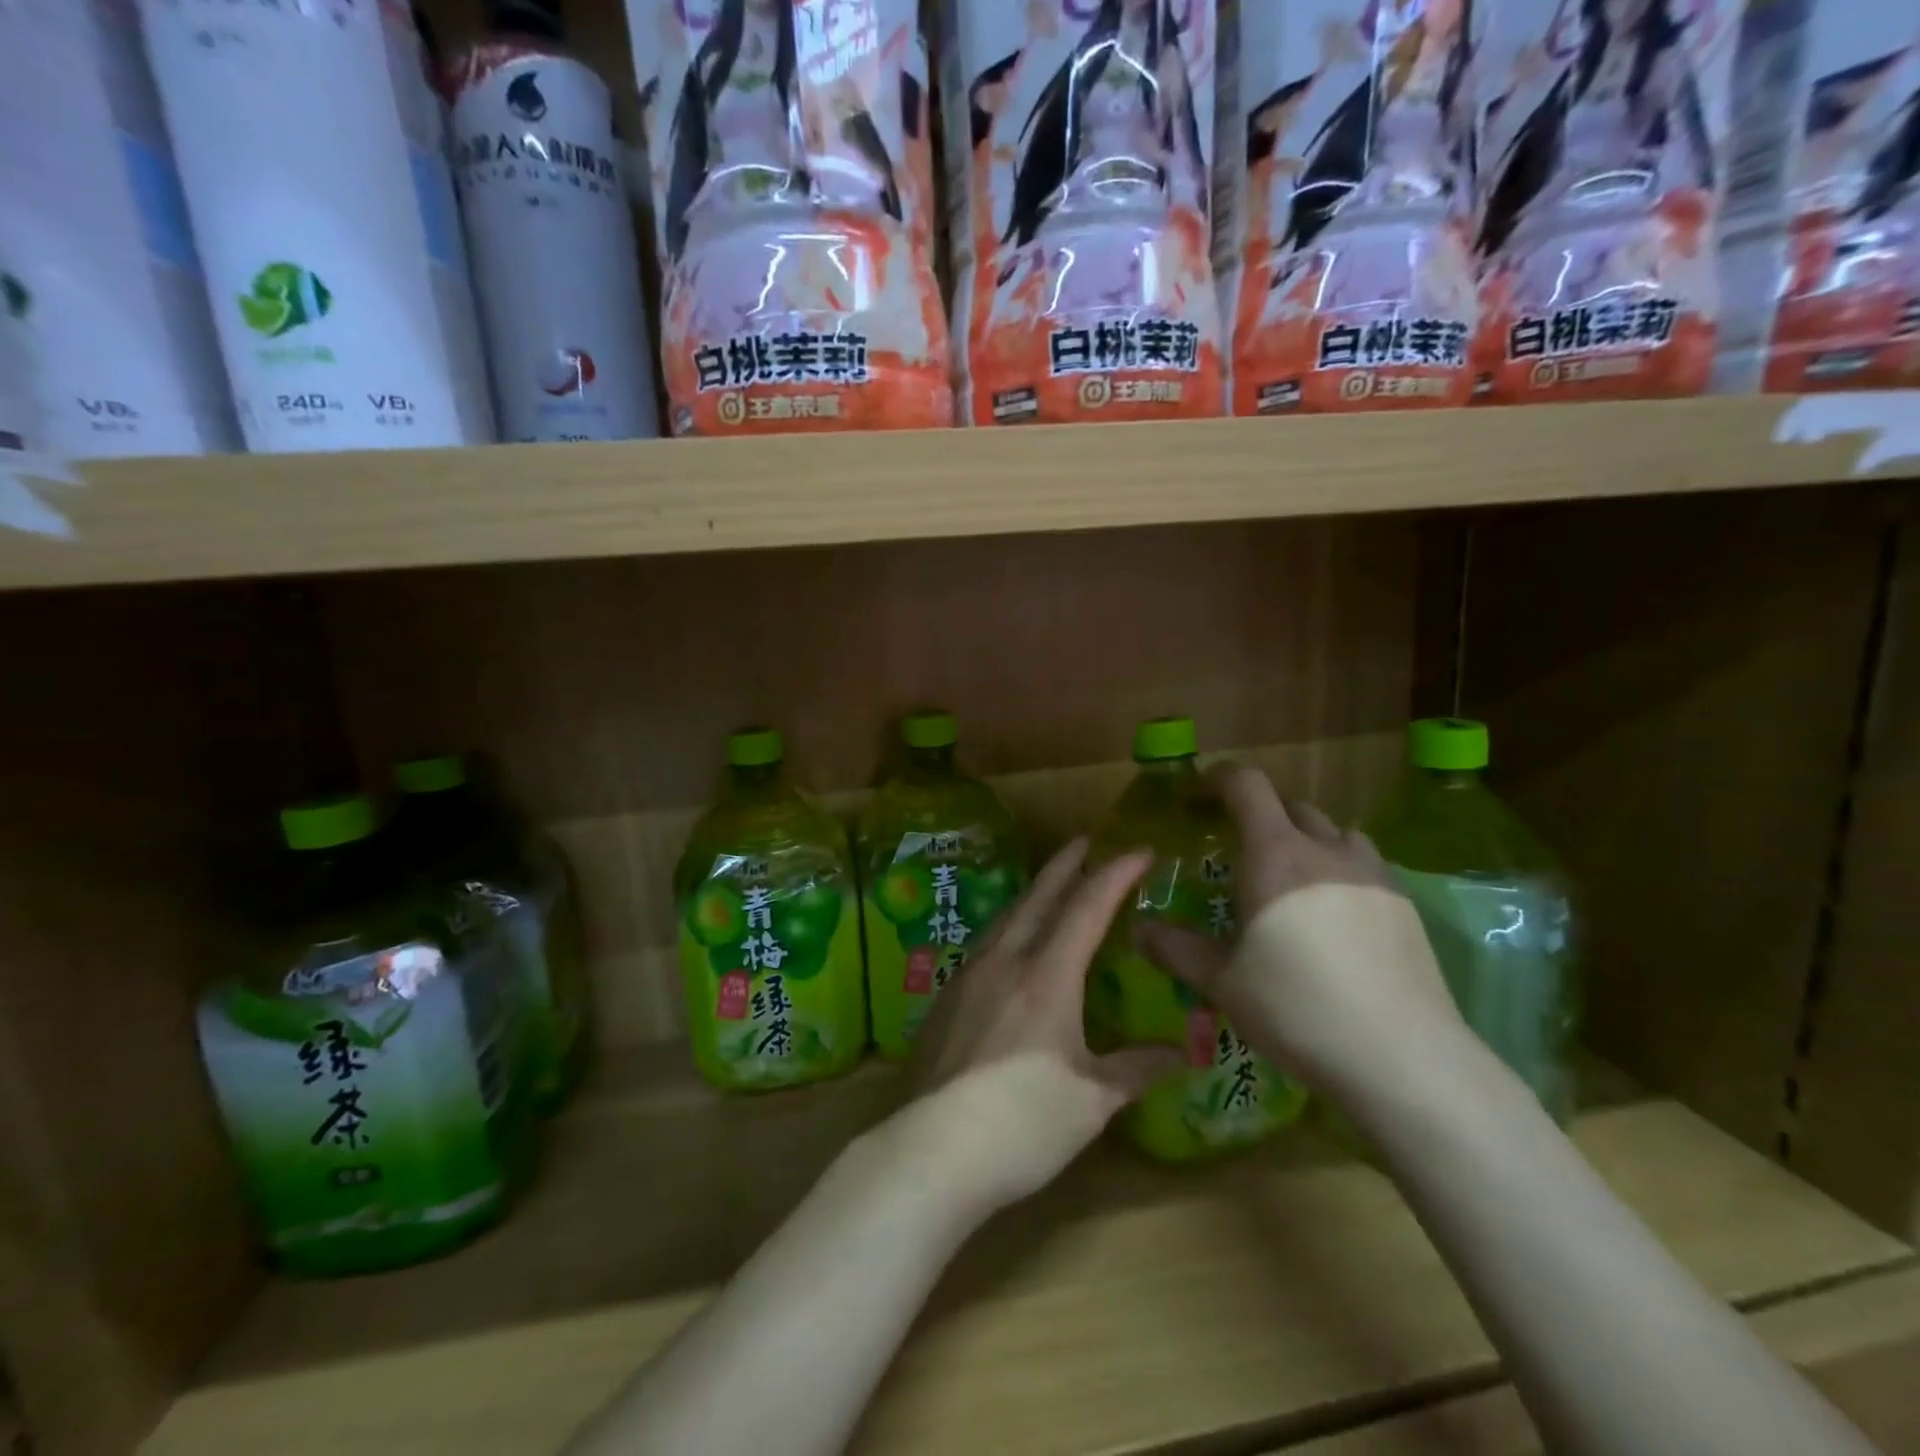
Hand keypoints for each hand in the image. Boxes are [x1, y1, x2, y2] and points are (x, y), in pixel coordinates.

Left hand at [905, 839, 1181, 1213]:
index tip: (1139, 850)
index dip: (1115, 874)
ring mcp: (968, 979)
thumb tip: (1183, 1055)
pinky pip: (984, 946)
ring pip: (1005, 918)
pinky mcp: (944, 1002)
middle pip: (1037, 898)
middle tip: (1083, 840)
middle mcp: (1004, 963)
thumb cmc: (1024, 1122)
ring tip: (1047, 886)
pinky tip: (1008, 948)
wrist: (933, 1149)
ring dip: (1031, 894)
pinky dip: (1007, 928)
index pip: (1087, 908)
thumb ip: (1136, 1068)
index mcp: (1046, 976)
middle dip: (1065, 865)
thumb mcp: (1092, 1099)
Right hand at [1138, 765, 1463, 1100]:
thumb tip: (1139, 929)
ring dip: (1309, 841)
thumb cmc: (1296, 1007)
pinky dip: (1342, 873)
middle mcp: (1326, 851)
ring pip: (1337, 834)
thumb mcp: (1221, 981)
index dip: (1220, 778)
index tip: (1200, 792)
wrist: (1402, 1056)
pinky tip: (1337, 920)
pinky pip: (1367, 868)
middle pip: (1292, 807)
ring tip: (1294, 881)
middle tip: (1242, 854)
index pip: (1247, 786)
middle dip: (1263, 816)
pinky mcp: (1406, 908)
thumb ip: (1175, 948)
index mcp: (1275, 855)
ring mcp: (1373, 876)